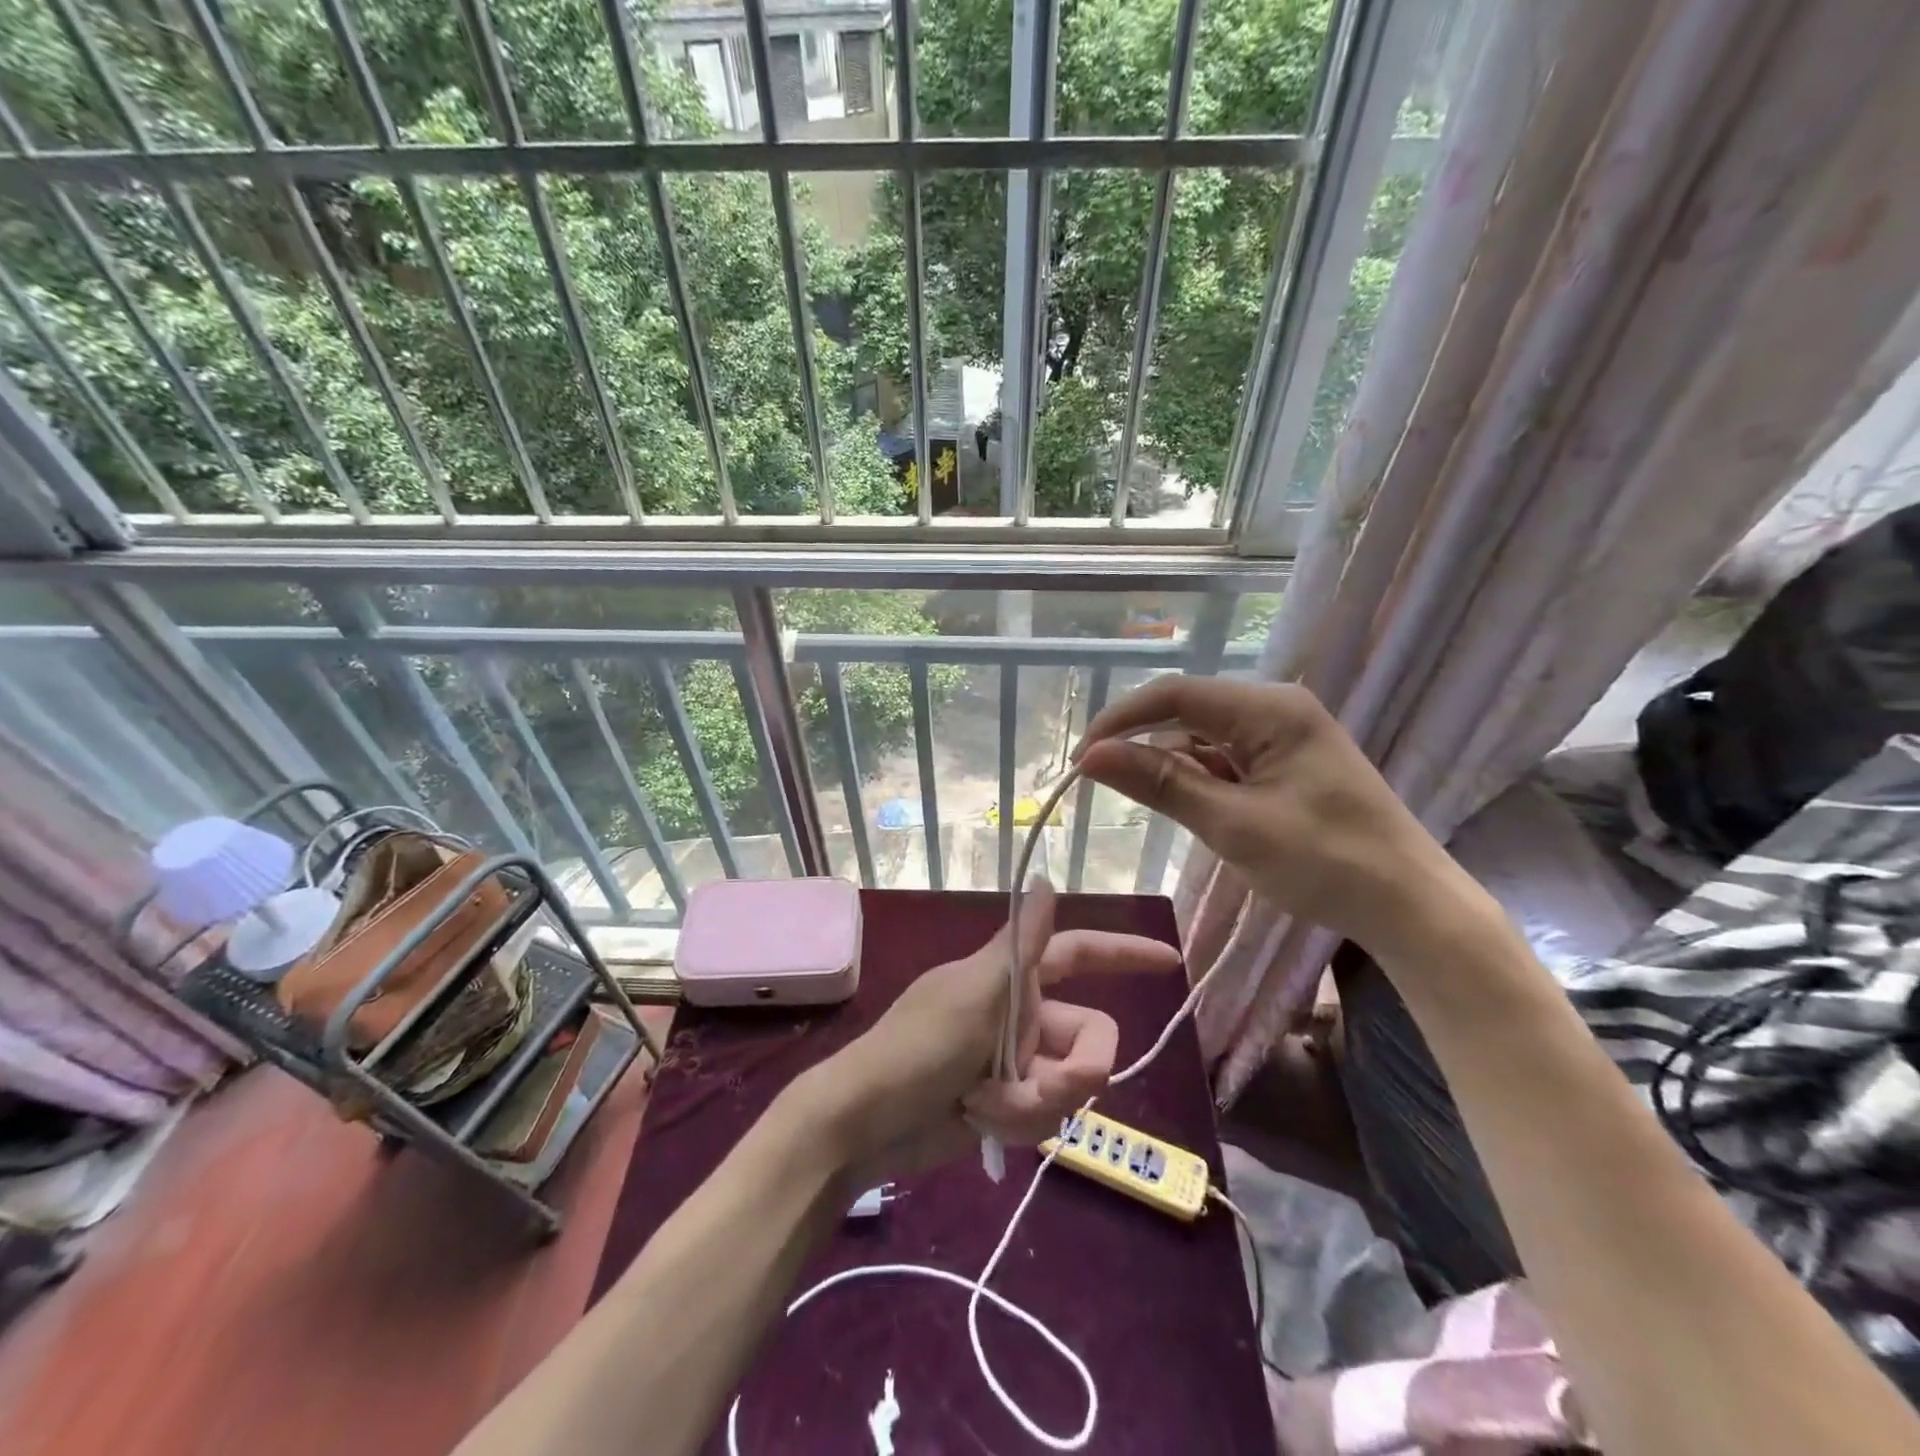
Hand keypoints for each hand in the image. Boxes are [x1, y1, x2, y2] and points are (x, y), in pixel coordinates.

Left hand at [792, 881, 1180, 1186]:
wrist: (866, 1124)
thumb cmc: (917, 1047)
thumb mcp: (974, 993)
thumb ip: (1020, 947)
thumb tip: (1045, 879)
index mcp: (1013, 977)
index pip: (1079, 953)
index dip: (1123, 953)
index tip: (1169, 961)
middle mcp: (1021, 1014)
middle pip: (1091, 1038)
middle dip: (1076, 1071)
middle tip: (1042, 1088)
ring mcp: (1015, 1062)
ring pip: (1070, 1087)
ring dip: (1034, 1103)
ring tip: (985, 1105)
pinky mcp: (1007, 1104)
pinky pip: (1044, 1117)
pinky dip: (1017, 1122)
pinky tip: (977, 1120)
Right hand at [1074, 676, 1474, 960]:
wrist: (1411, 907)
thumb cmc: (1327, 863)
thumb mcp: (1234, 825)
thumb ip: (1161, 785)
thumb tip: (1091, 757)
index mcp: (1270, 709)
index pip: (1175, 695)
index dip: (1120, 721)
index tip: (1080, 758)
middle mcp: (1275, 709)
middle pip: (1187, 713)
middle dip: (1142, 745)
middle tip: (1100, 783)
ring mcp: (1282, 737)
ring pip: (1202, 739)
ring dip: (1170, 767)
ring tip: (1148, 804)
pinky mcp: (1284, 765)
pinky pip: (1224, 761)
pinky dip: (1198, 782)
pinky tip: (1192, 808)